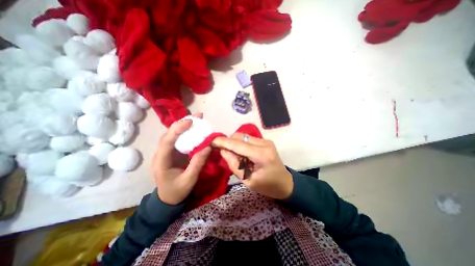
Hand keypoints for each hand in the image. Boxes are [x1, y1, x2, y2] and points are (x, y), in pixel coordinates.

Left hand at [152, 115, 211, 204]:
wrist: (169, 198)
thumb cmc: (178, 190)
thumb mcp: (190, 179)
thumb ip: (198, 163)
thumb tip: (208, 146)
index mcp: (162, 162)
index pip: (166, 142)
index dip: (177, 130)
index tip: (190, 122)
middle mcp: (161, 154)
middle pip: (169, 135)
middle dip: (182, 124)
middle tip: (197, 116)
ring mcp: (166, 152)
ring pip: (173, 135)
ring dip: (184, 125)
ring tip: (197, 118)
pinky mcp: (173, 152)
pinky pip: (178, 139)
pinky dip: (186, 132)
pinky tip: (195, 128)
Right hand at [212, 135, 293, 199]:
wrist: (284, 182)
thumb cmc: (267, 186)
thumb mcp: (248, 180)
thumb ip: (234, 164)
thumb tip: (223, 150)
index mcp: (261, 155)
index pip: (238, 144)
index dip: (224, 142)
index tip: (212, 141)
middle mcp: (264, 143)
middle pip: (240, 136)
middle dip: (228, 142)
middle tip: (223, 152)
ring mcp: (265, 140)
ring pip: (243, 136)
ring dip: (234, 143)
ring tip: (234, 156)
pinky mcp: (265, 141)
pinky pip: (247, 139)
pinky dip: (241, 144)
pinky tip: (242, 154)